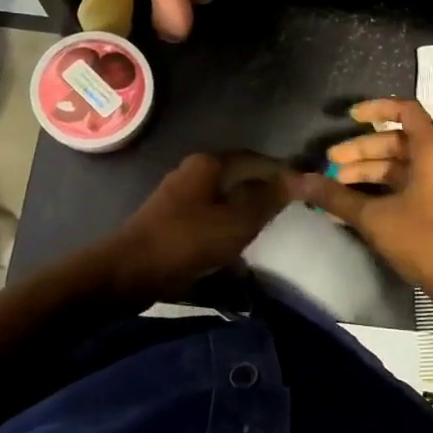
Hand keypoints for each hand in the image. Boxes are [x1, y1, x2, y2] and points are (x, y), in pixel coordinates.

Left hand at [103, 152, 287, 302]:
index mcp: (210, 164)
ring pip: (223, 197)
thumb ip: (268, 198)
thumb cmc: (187, 240)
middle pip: (239, 176)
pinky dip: (226, 225)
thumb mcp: (237, 221)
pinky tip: (234, 244)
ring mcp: (178, 195)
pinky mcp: (170, 220)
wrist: (127, 272)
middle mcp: (193, 171)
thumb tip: (299, 178)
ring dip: (244, 210)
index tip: (305, 190)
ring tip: (265, 229)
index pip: (257, 159)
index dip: (282, 173)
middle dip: (264, 191)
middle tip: (288, 211)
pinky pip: (208, 215)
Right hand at [288, 98, 432, 304]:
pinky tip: (351, 203)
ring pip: (397, 164)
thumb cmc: (422, 238)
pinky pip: (403, 183)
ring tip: (335, 184)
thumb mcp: (374, 218)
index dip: (377, 108)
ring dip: (367, 170)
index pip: (406, 110)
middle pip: (395, 140)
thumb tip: (299, 181)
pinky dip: (378, 187)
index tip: (349, 118)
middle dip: (361, 149)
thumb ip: (336, 197)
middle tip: (330, 161)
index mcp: (431, 151)